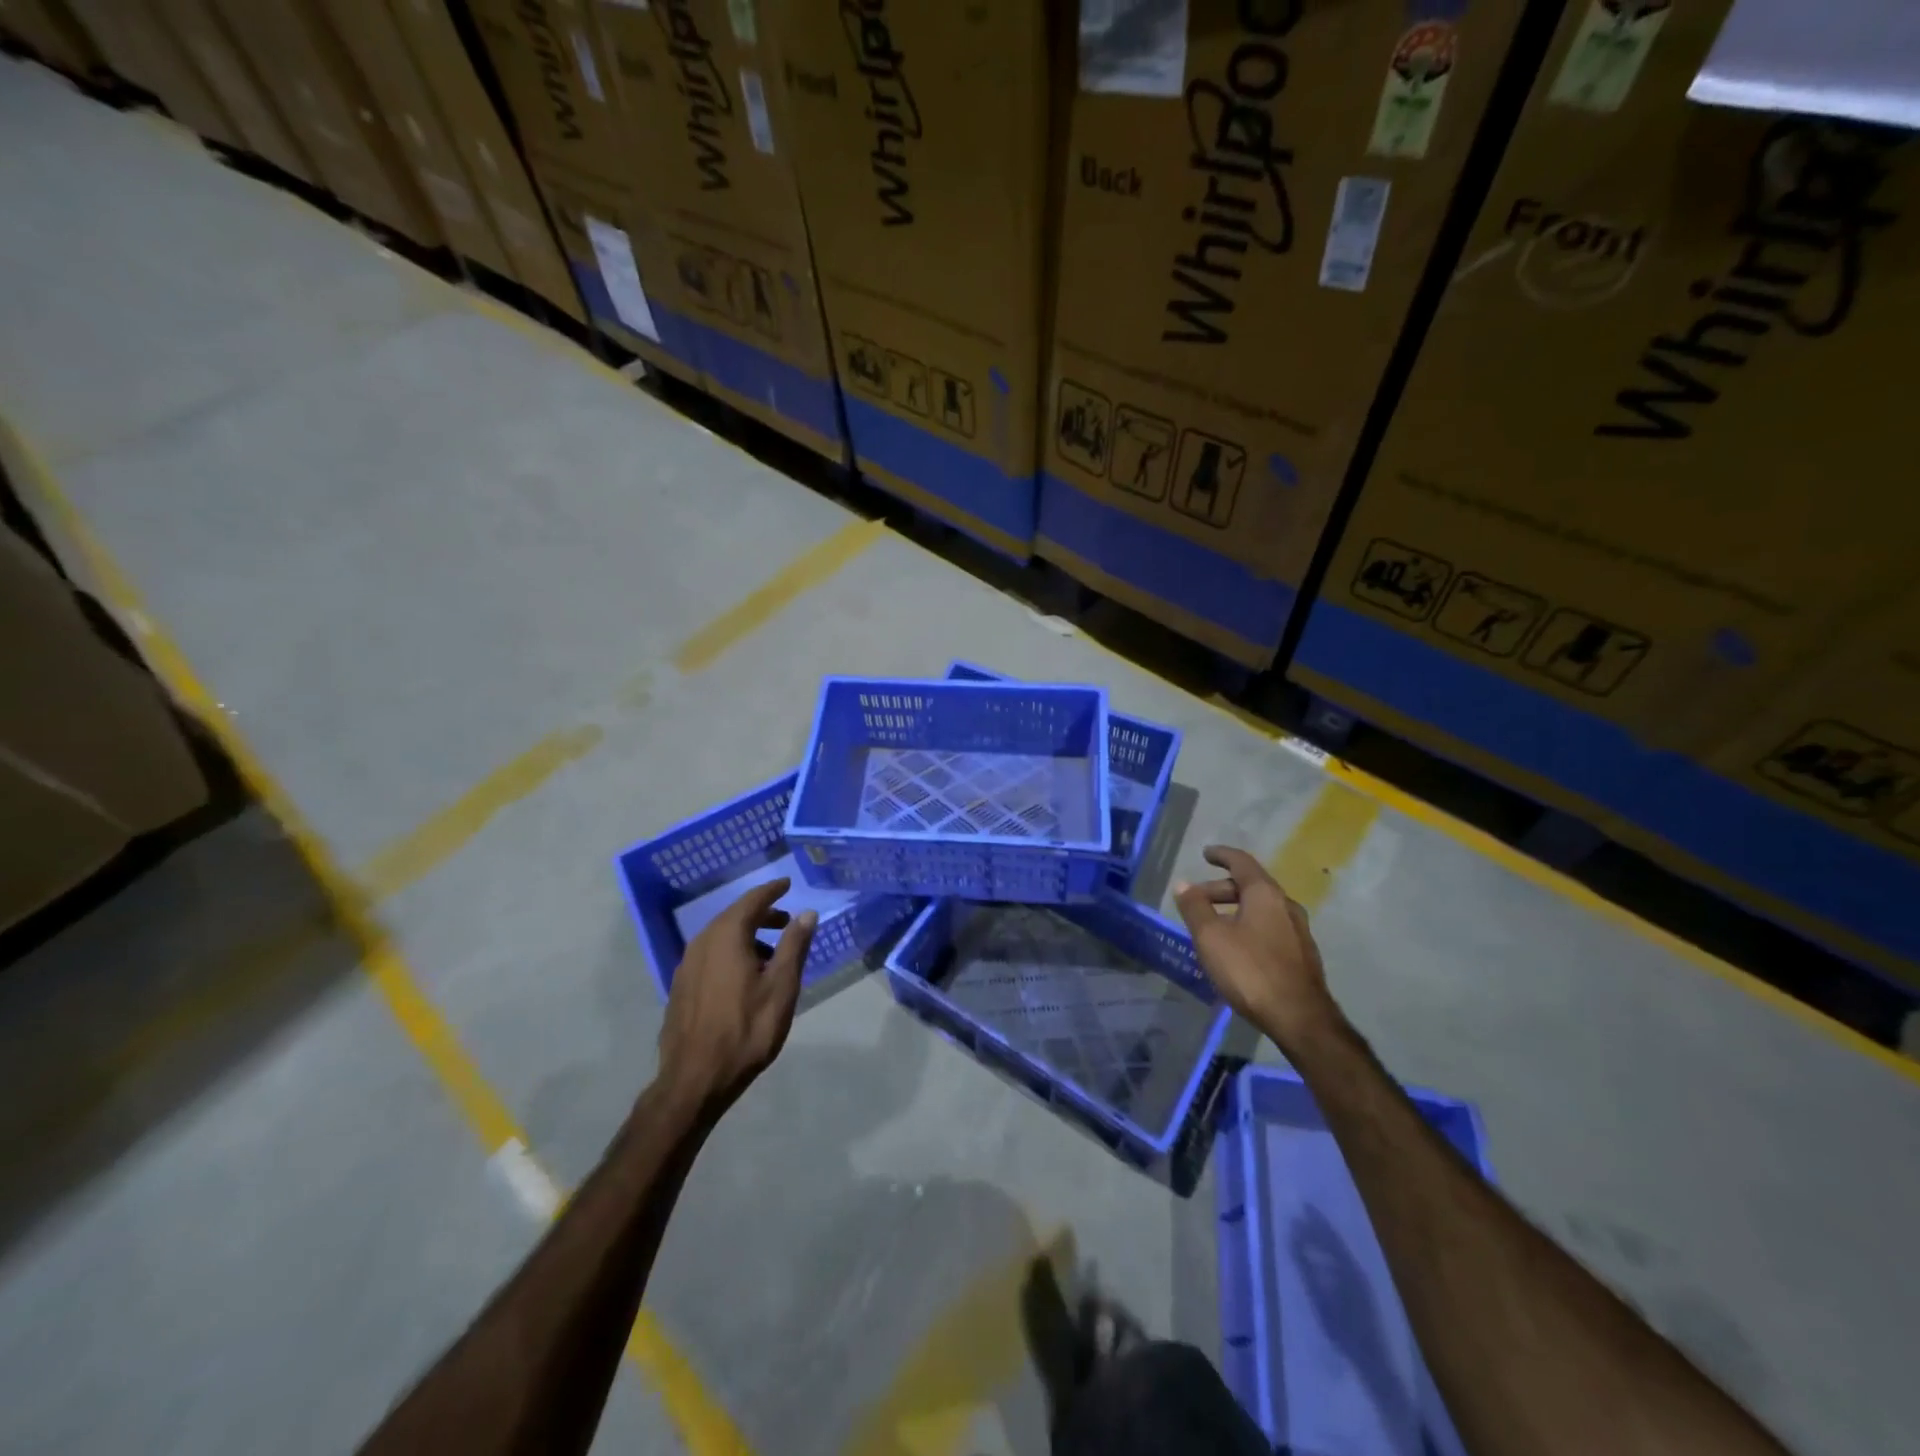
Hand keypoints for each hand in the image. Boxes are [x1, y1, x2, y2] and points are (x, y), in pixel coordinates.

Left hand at [657, 879, 815, 1113]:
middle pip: (734, 917)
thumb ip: (794, 945)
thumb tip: (806, 913)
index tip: (787, 883)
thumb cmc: (746, 1029)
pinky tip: (744, 977)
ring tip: (770, 955)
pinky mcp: (681, 988)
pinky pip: (710, 956)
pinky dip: (731, 953)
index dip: (772, 891)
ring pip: (720, 938)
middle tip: (786, 922)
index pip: (752, 901)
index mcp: (726, 936)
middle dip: (761, 915)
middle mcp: (702, 943)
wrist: (695, 1079)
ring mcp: (686, 966)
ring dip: (746, 936)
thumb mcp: (781, 986)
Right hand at [1173, 845, 1340, 1051]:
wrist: (1300, 1018)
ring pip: (1261, 908)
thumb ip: (1195, 908)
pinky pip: (1270, 927)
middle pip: (1250, 886)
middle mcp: (1286, 905)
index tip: (1206, 854)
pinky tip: (1236, 948)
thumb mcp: (1211, 937)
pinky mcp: (1302, 954)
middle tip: (1196, 901)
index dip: (1222, 855)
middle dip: (1221, 889)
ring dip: (1235, 910)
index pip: (1241, 862)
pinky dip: (1249, 926)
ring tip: (1213, 926)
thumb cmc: (1250, 970)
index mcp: (1265, 894)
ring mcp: (1298, 930)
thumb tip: (1183, 884)